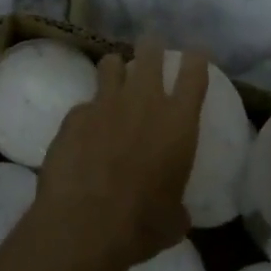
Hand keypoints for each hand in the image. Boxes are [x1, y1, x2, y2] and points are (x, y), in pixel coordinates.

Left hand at [34, 38, 209, 270]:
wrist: (84, 223)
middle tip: (151, 48)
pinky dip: (88, 113)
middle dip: (151, 47)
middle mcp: (144, 102)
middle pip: (150, 53)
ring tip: (115, 76)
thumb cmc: (141, 224)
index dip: (196, 58)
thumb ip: (176, 206)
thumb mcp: (172, 220)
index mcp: (178, 123)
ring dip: (116, 68)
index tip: (195, 53)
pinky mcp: (74, 115)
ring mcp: (105, 103)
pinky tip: (84, 132)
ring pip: (112, 64)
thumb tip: (176, 213)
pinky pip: (84, 104)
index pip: (194, 74)